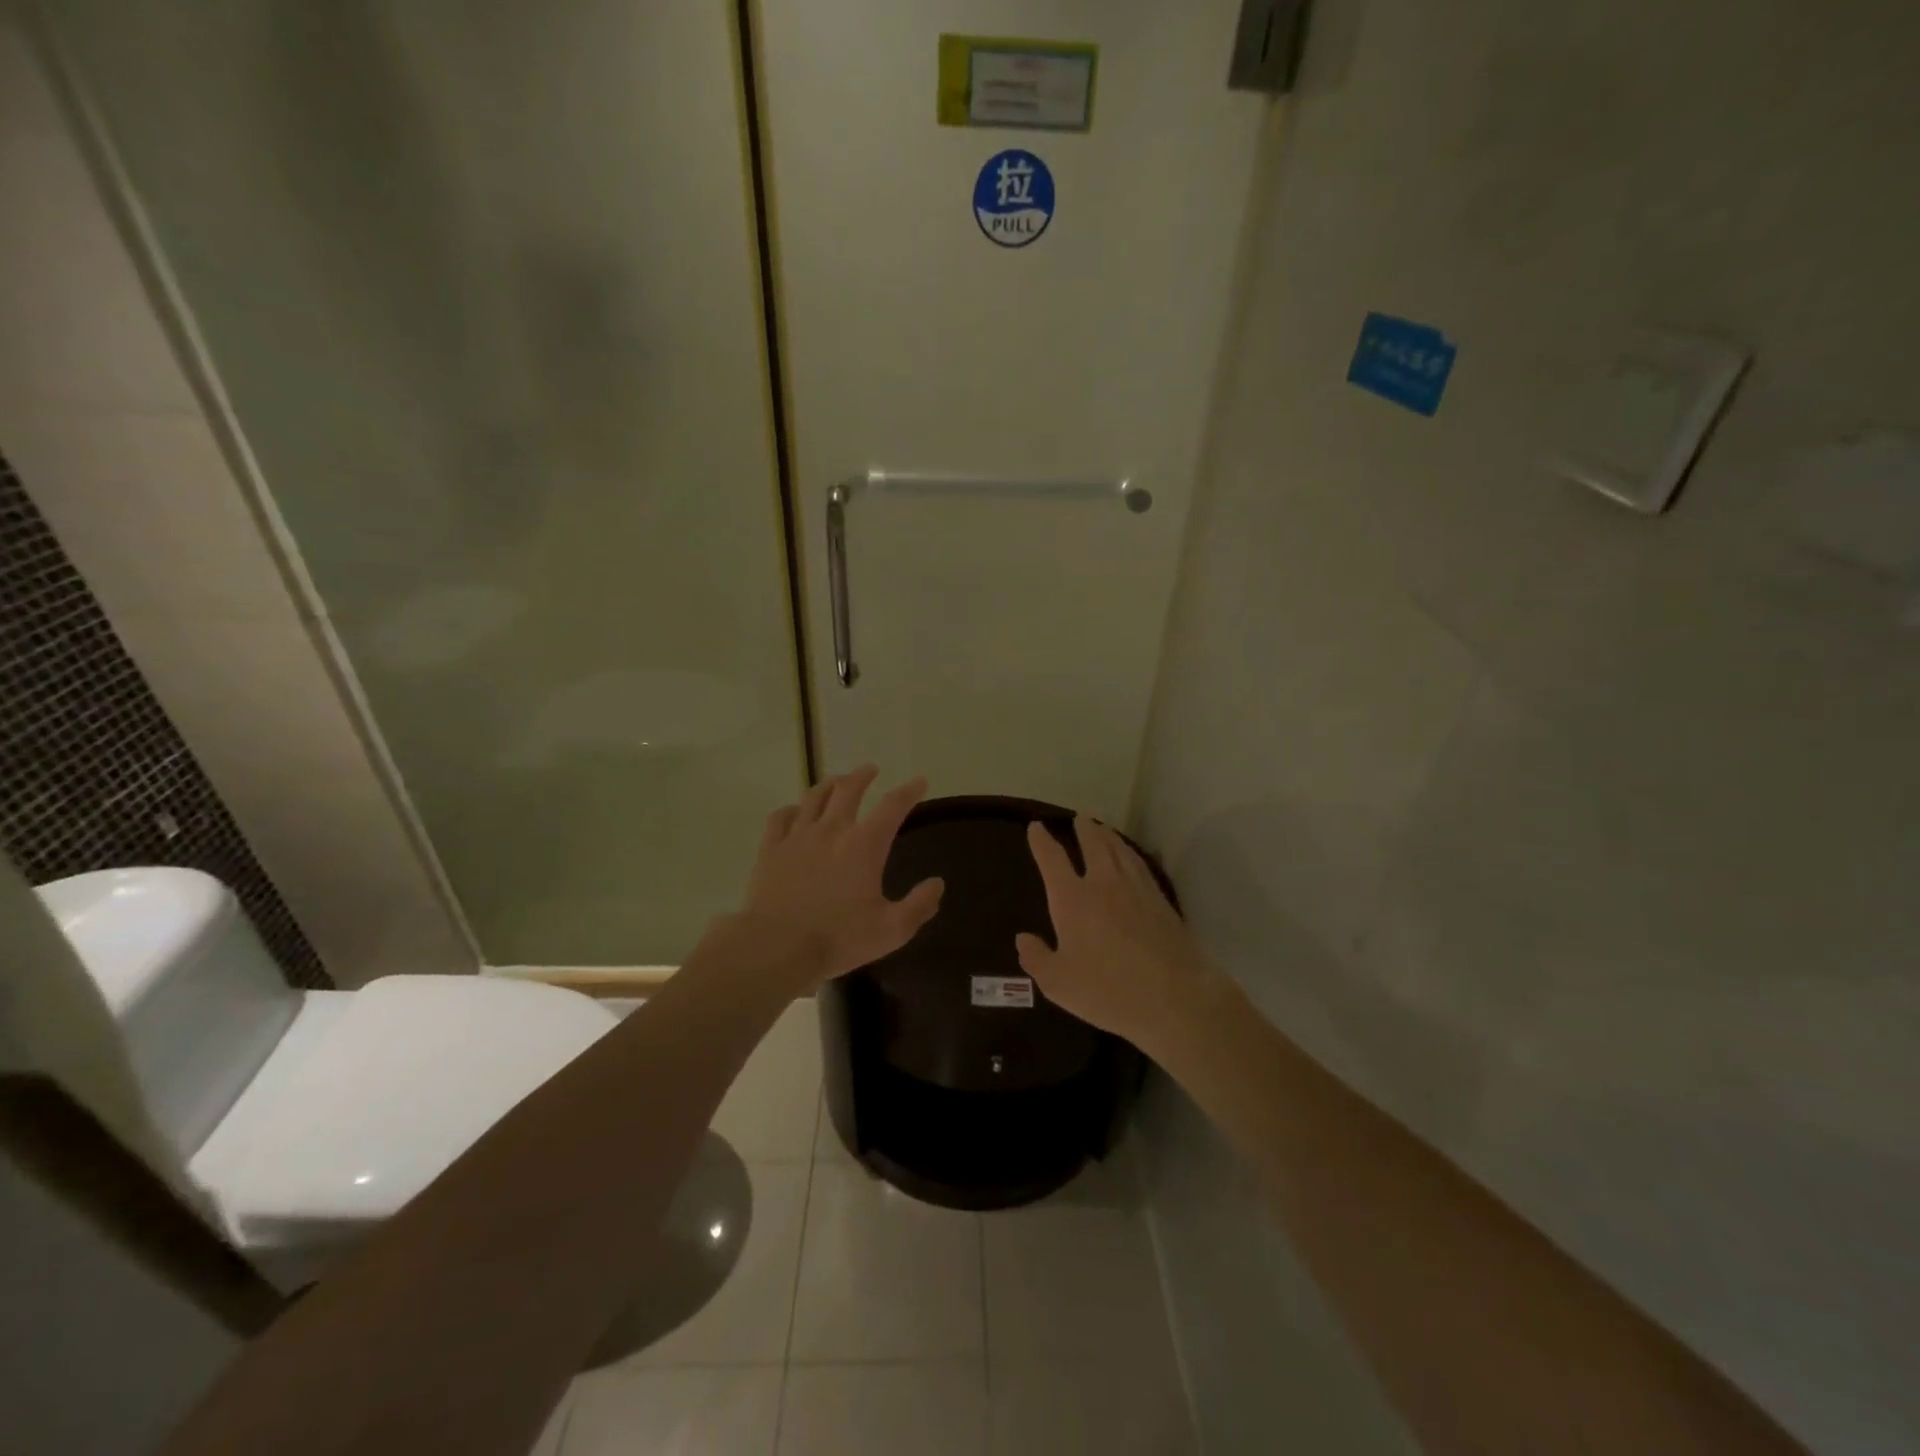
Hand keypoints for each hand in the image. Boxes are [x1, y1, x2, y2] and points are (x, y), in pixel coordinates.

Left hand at [739, 765, 944, 982]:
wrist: (776, 947)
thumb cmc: (838, 938)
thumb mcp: (892, 929)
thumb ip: (919, 905)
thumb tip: (938, 883)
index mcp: (864, 845)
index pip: (892, 806)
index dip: (909, 791)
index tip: (919, 782)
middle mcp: (831, 830)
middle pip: (848, 789)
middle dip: (862, 776)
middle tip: (870, 769)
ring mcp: (797, 837)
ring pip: (814, 797)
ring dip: (828, 784)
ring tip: (836, 781)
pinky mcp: (770, 849)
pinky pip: (780, 818)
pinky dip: (791, 810)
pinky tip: (794, 812)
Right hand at [1016, 817, 1209, 1049]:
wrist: (1173, 997)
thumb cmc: (1107, 990)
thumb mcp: (1058, 983)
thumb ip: (1037, 959)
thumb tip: (1023, 939)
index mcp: (1072, 899)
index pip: (1052, 860)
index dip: (1042, 842)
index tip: (1036, 826)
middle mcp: (1103, 883)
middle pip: (1092, 845)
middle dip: (1083, 830)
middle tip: (1079, 818)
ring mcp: (1136, 888)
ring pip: (1119, 850)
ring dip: (1108, 835)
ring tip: (1102, 828)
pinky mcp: (1161, 900)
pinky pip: (1140, 864)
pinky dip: (1130, 852)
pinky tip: (1131, 856)